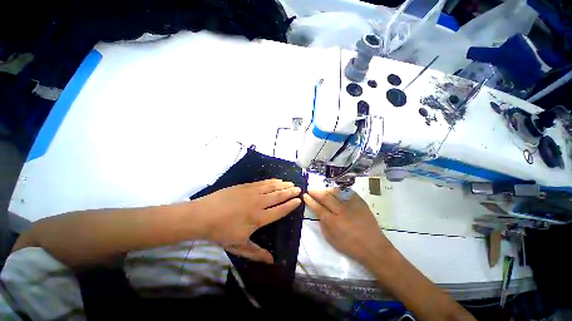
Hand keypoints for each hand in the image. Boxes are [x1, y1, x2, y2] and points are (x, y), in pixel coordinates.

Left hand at [193, 179, 300, 263]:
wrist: (203, 215)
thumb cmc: (221, 232)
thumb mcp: (239, 246)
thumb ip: (256, 253)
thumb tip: (272, 261)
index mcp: (258, 218)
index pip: (280, 210)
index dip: (290, 205)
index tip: (298, 200)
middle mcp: (258, 203)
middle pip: (278, 196)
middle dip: (290, 192)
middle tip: (298, 189)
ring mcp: (252, 192)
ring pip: (272, 187)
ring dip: (283, 185)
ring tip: (291, 183)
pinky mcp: (245, 186)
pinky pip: (262, 182)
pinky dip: (271, 181)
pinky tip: (276, 180)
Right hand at [303, 188, 391, 264]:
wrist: (373, 247)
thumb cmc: (350, 246)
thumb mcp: (331, 239)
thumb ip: (322, 224)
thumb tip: (318, 212)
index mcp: (333, 222)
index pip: (317, 207)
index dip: (310, 200)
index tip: (305, 195)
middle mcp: (341, 211)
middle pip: (325, 197)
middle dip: (315, 191)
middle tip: (310, 188)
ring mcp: (351, 205)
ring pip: (335, 192)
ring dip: (326, 189)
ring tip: (321, 189)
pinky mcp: (360, 202)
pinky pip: (347, 192)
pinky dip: (339, 190)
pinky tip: (335, 190)